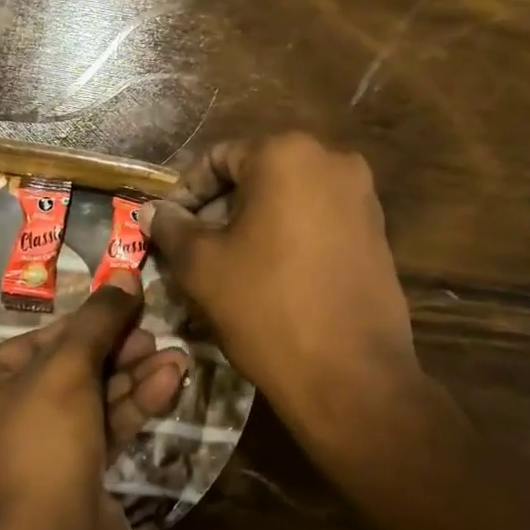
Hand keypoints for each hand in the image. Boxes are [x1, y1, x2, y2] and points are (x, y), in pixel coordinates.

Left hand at [0, 271, 188, 529]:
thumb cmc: (41, 442)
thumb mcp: (68, 369)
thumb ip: (98, 320)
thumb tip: (126, 276)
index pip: (34, 343)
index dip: (84, 323)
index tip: (126, 306)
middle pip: (64, 371)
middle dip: (115, 352)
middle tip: (153, 332)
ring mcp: (34, 454)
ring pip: (88, 401)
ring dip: (132, 378)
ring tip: (176, 357)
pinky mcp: (70, 479)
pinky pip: (100, 430)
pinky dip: (132, 407)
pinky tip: (171, 382)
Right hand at [148, 133, 418, 443]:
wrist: (351, 375)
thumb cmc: (266, 307)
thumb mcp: (202, 266)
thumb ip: (171, 228)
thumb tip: (152, 211)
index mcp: (286, 154)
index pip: (217, 159)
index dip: (184, 193)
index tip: (166, 228)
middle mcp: (332, 161)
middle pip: (255, 176)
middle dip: (218, 210)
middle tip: (190, 250)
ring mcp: (362, 197)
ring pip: (287, 200)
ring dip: (250, 225)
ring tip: (224, 267)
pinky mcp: (377, 232)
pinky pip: (317, 221)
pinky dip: (285, 238)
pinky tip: (266, 277)